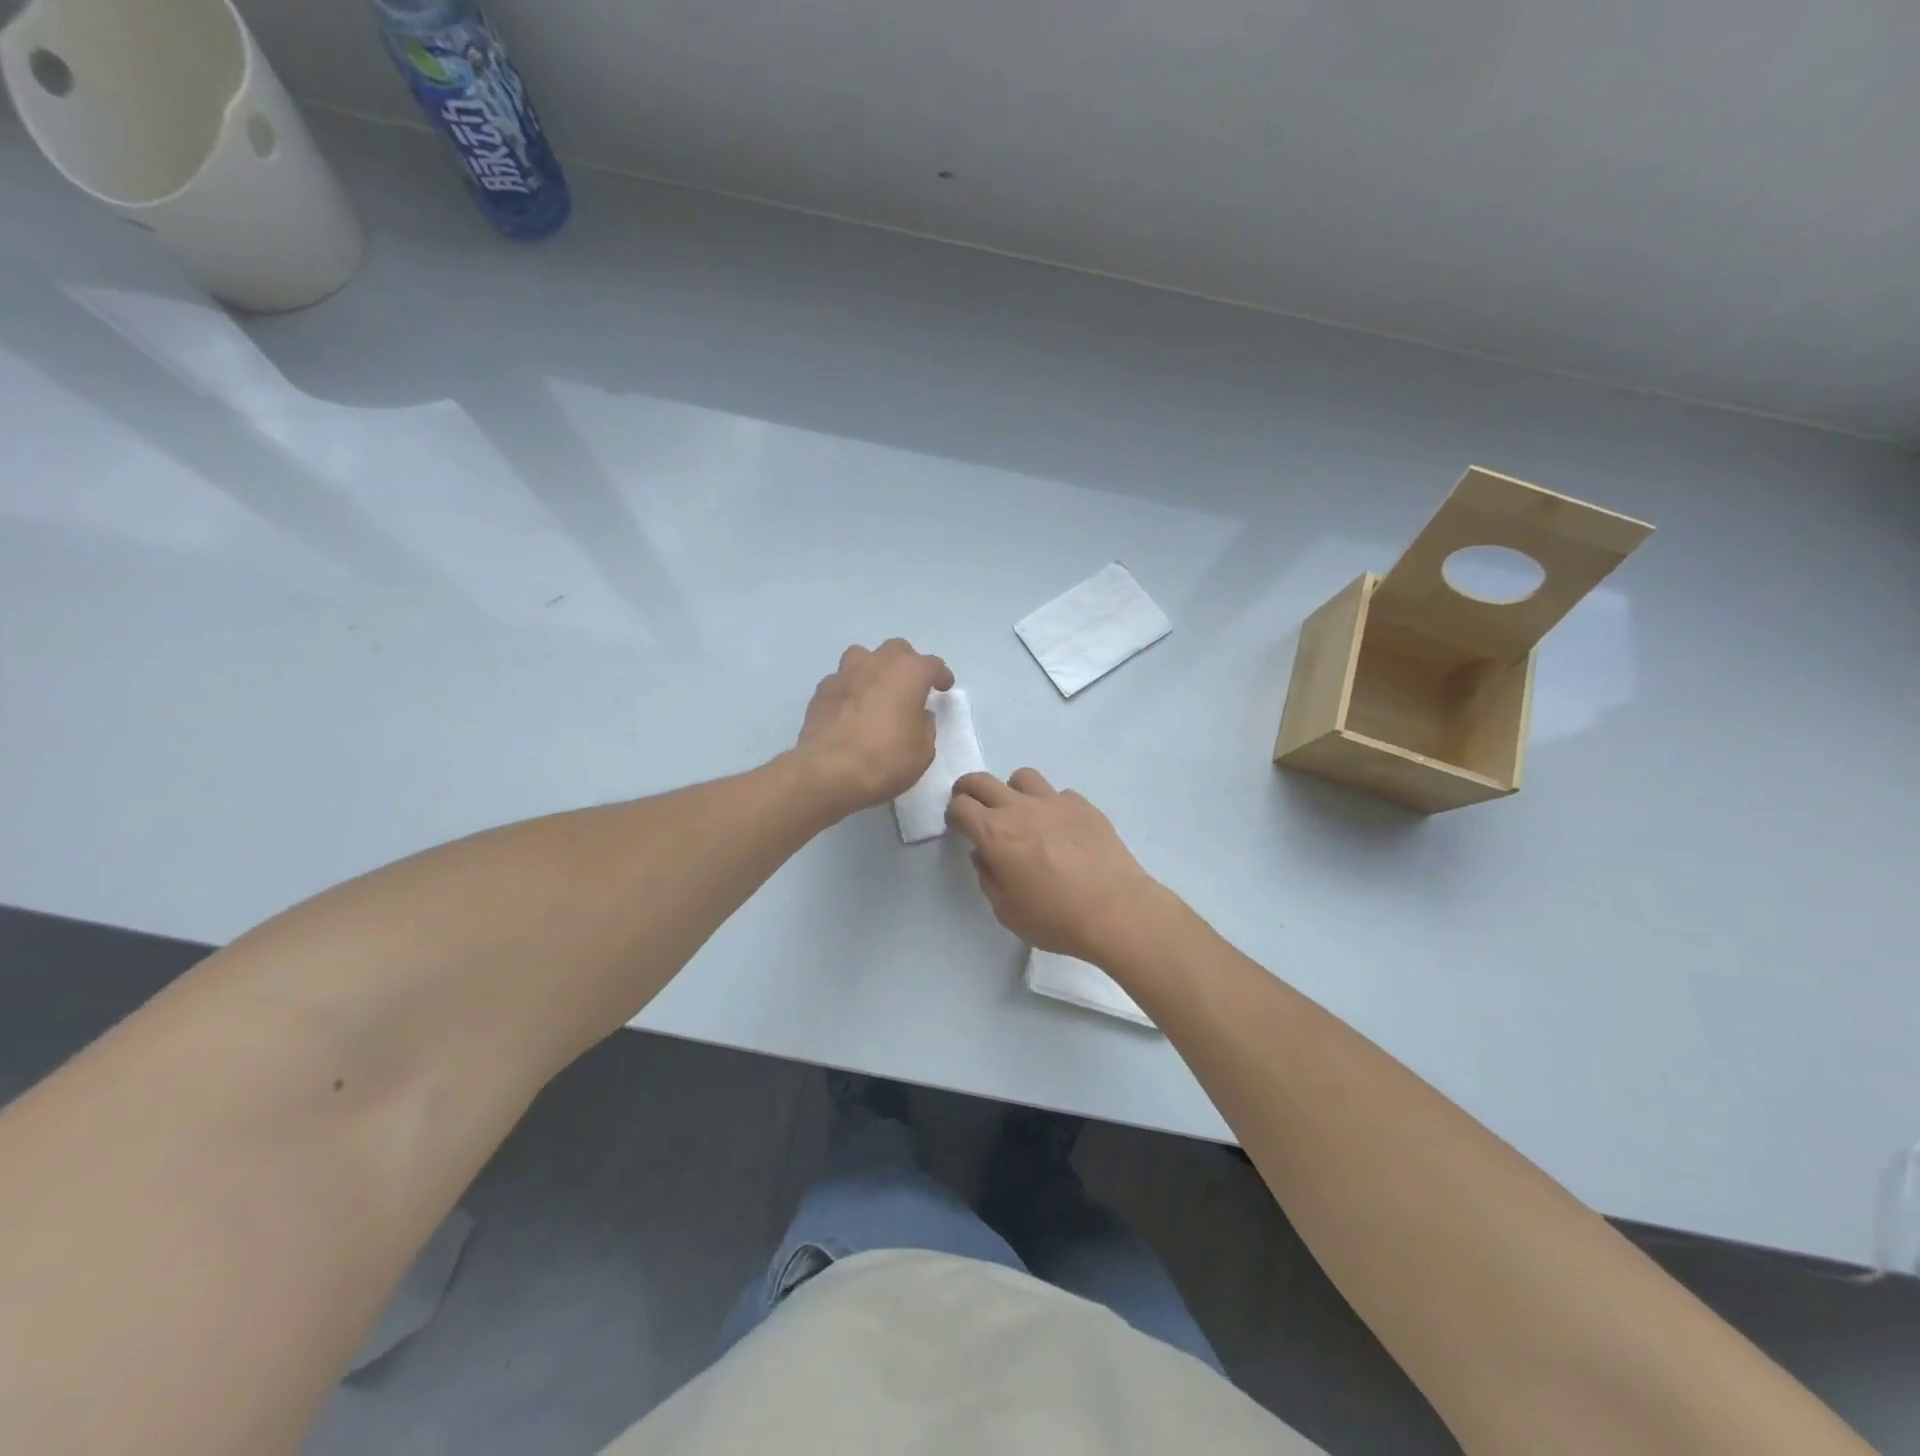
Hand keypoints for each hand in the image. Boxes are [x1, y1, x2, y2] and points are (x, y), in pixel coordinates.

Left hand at [794, 639, 953, 817]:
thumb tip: (919, 715)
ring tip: (876, 690)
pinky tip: (850, 709)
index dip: (941, 675)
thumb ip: (925, 726)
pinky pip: (840, 681)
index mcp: (908, 674)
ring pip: (862, 656)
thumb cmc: (886, 761)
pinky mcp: (821, 691)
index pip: (932, 665)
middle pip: (896, 649)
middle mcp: (877, 664)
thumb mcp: (922, 751)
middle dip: (907, 663)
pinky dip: (849, 689)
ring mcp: (845, 674)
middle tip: (910, 686)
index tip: (944, 687)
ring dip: (873, 668)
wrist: (829, 772)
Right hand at [946, 768, 1167, 964]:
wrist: (1116, 910)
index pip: (960, 806)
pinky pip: (1058, 794)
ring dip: (1012, 790)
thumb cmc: (1055, 918)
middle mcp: (1020, 808)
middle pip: (982, 781)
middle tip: (972, 805)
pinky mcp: (1083, 805)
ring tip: (1020, 812)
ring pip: (1022, 777)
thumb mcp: (1006, 910)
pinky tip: (1060, 828)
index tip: (958, 826)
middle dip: (969, 789)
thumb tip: (984, 855)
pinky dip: (1050, 805)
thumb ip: (988, 878)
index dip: (953, 814)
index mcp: (994, 833)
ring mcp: (1054, 801)